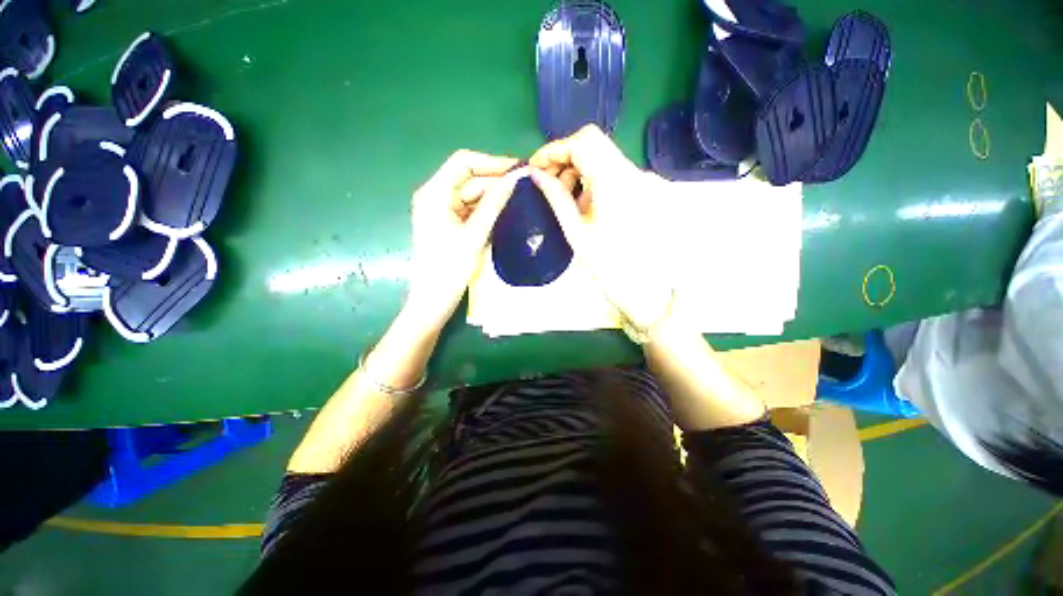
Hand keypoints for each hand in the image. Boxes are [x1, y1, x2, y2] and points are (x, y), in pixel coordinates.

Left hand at [407, 150, 521, 329]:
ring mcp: (442, 210)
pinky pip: (471, 209)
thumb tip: (516, 178)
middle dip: (495, 180)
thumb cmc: (449, 269)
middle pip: (469, 178)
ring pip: (472, 194)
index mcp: (434, 193)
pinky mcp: (449, 223)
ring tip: (520, 198)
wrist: (433, 301)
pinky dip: (486, 209)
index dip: (491, 162)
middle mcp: (435, 196)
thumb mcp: (474, 235)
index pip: (463, 162)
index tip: (518, 170)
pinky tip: (505, 211)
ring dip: (493, 195)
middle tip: (525, 187)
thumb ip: (494, 204)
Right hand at [529, 125, 674, 331]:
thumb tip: (535, 174)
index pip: (582, 142)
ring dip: (579, 169)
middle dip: (565, 158)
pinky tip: (585, 204)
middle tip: (548, 183)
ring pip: (603, 157)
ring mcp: (642, 180)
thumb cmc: (608, 266)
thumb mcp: (576, 232)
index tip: (536, 167)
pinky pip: (613, 173)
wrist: (646, 288)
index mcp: (615, 182)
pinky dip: (593, 180)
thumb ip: (556, 198)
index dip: (554, 149)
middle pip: (594, 145)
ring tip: (565, 199)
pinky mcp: (644, 190)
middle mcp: (633, 172)